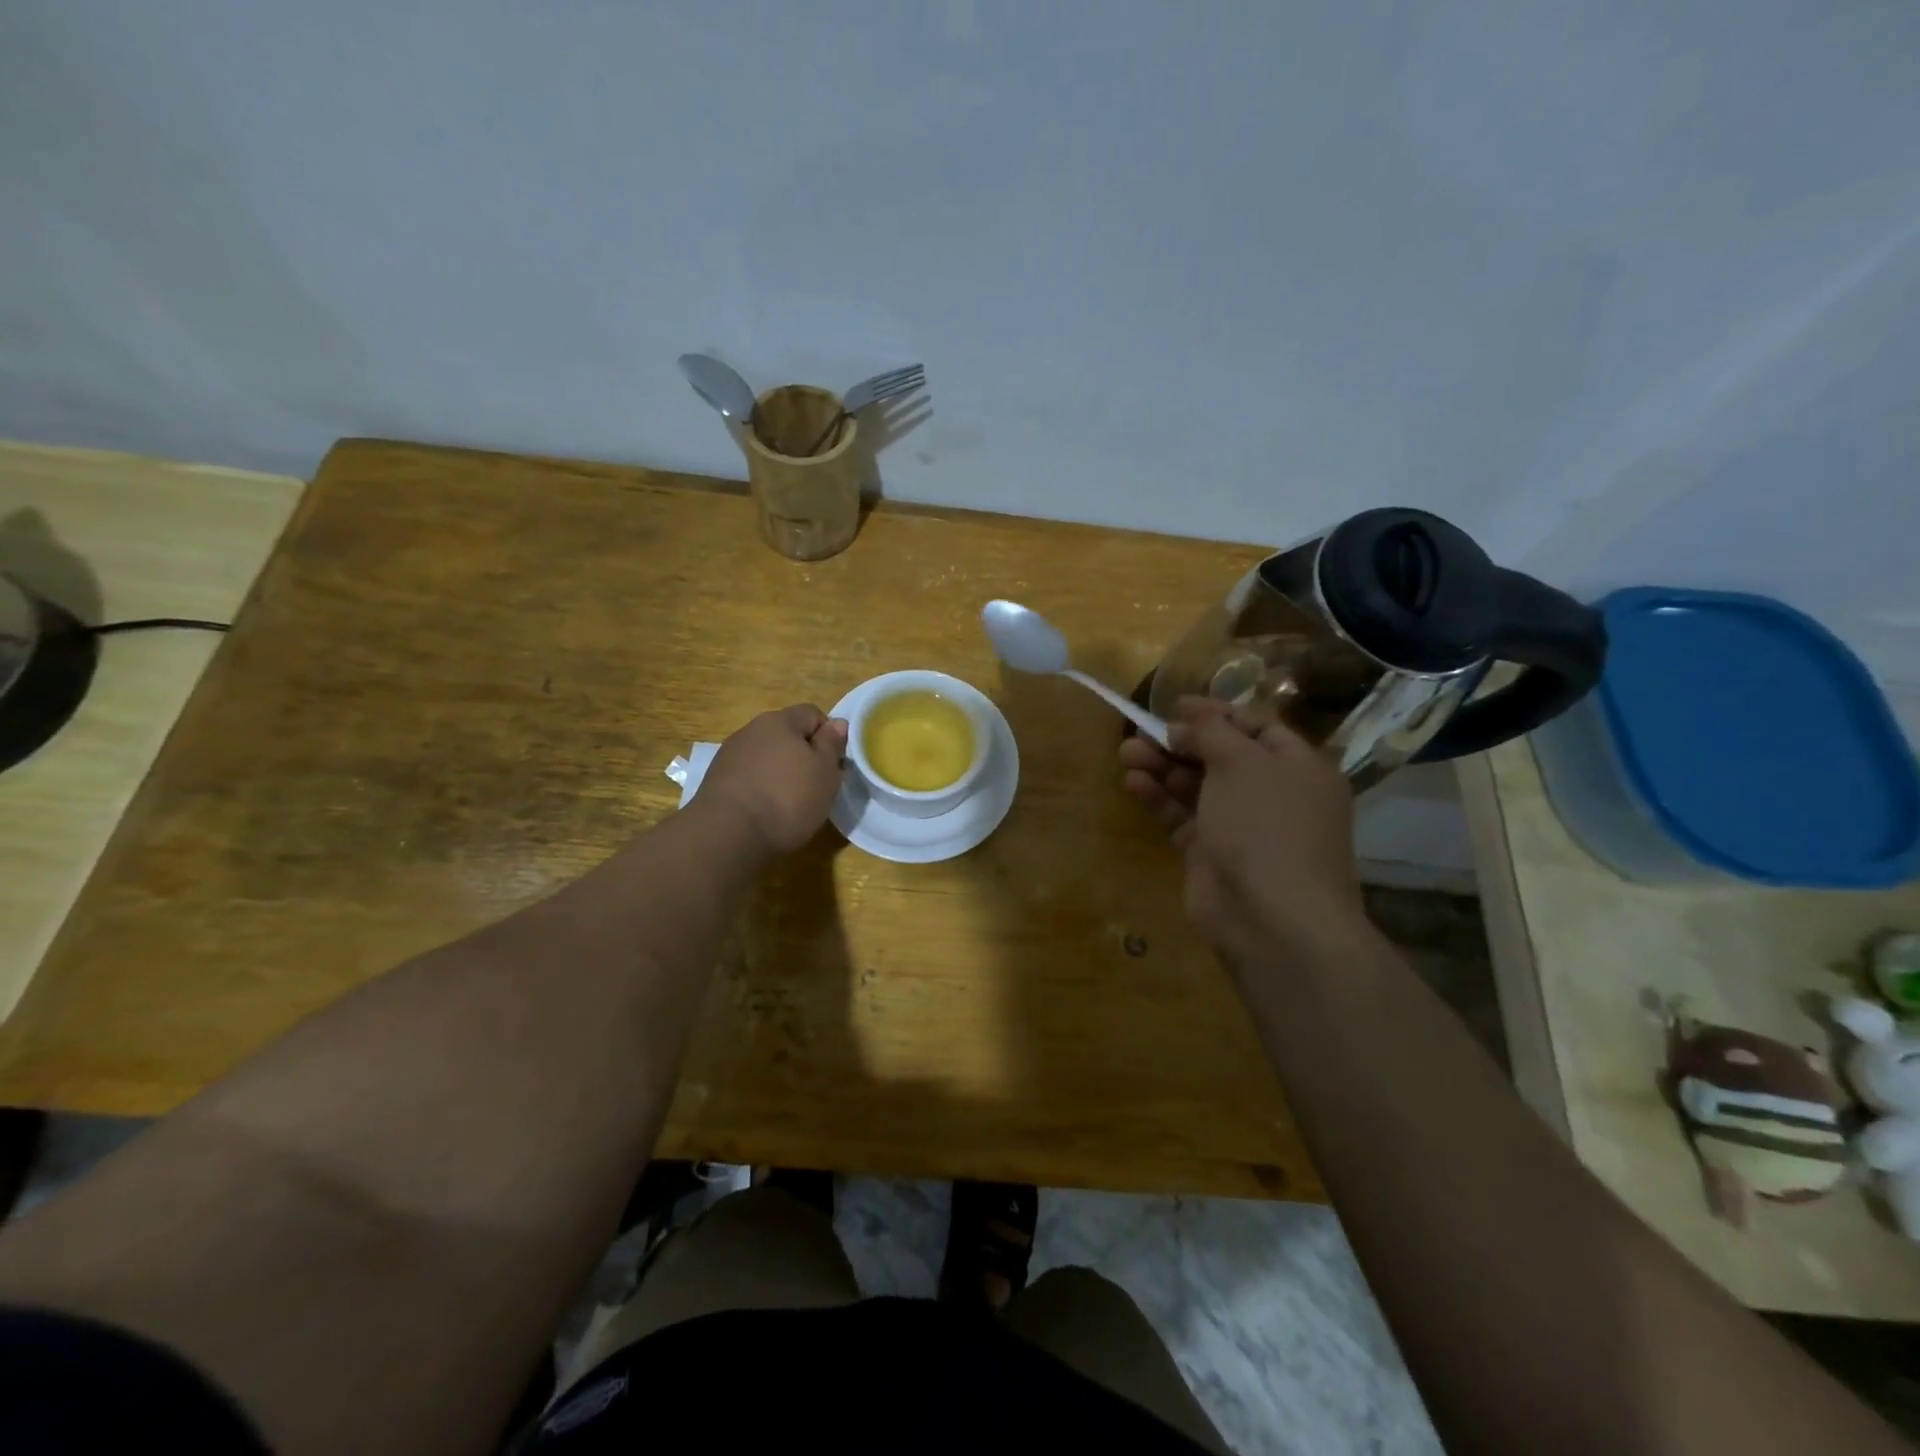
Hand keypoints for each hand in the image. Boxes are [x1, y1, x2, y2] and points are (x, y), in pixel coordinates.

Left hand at [699, 704, 848, 855]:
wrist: (727, 834)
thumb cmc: (787, 798)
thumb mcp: (825, 772)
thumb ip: (832, 744)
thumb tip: (837, 723)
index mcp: (780, 720)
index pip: (813, 713)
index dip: (828, 736)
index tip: (834, 764)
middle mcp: (751, 730)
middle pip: (787, 734)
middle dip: (803, 755)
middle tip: (816, 786)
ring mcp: (730, 754)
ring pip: (766, 756)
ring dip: (780, 772)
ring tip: (789, 803)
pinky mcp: (716, 780)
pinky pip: (749, 776)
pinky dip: (760, 788)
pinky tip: (764, 811)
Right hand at [1118, 699, 1363, 963]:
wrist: (1271, 918)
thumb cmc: (1266, 825)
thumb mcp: (1241, 762)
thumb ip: (1212, 732)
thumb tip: (1189, 719)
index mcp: (1298, 768)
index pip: (1257, 728)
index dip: (1217, 713)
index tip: (1176, 705)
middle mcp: (1273, 795)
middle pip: (1221, 757)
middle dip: (1181, 742)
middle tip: (1143, 729)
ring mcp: (1241, 828)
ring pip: (1196, 787)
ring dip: (1162, 767)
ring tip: (1126, 752)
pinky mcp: (1210, 855)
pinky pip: (1182, 817)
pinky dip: (1159, 799)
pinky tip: (1133, 783)